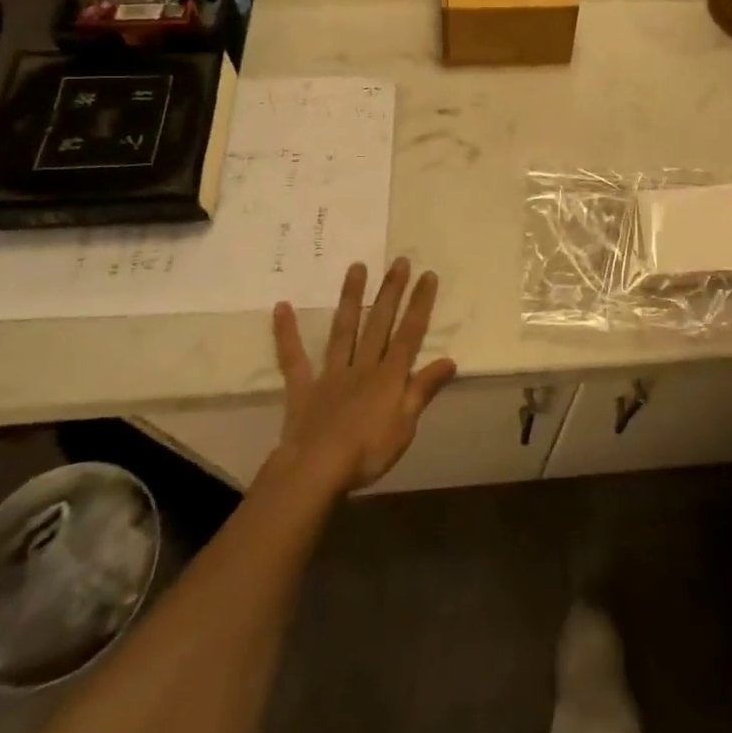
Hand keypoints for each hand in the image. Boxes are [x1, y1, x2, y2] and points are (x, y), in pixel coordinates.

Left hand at [271, 258, 456, 493]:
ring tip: (357, 267)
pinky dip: (287, 333)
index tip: (427, 275)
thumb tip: (450, 359)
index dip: (420, 304)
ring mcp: (332, 373)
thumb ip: (424, 389)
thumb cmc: (367, 452)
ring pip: (344, 330)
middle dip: (391, 292)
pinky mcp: (304, 388)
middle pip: (380, 324)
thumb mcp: (405, 425)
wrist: (316, 470)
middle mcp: (363, 366)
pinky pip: (294, 358)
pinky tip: (281, 307)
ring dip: (351, 298)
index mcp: (389, 376)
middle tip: (399, 261)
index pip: (410, 334)